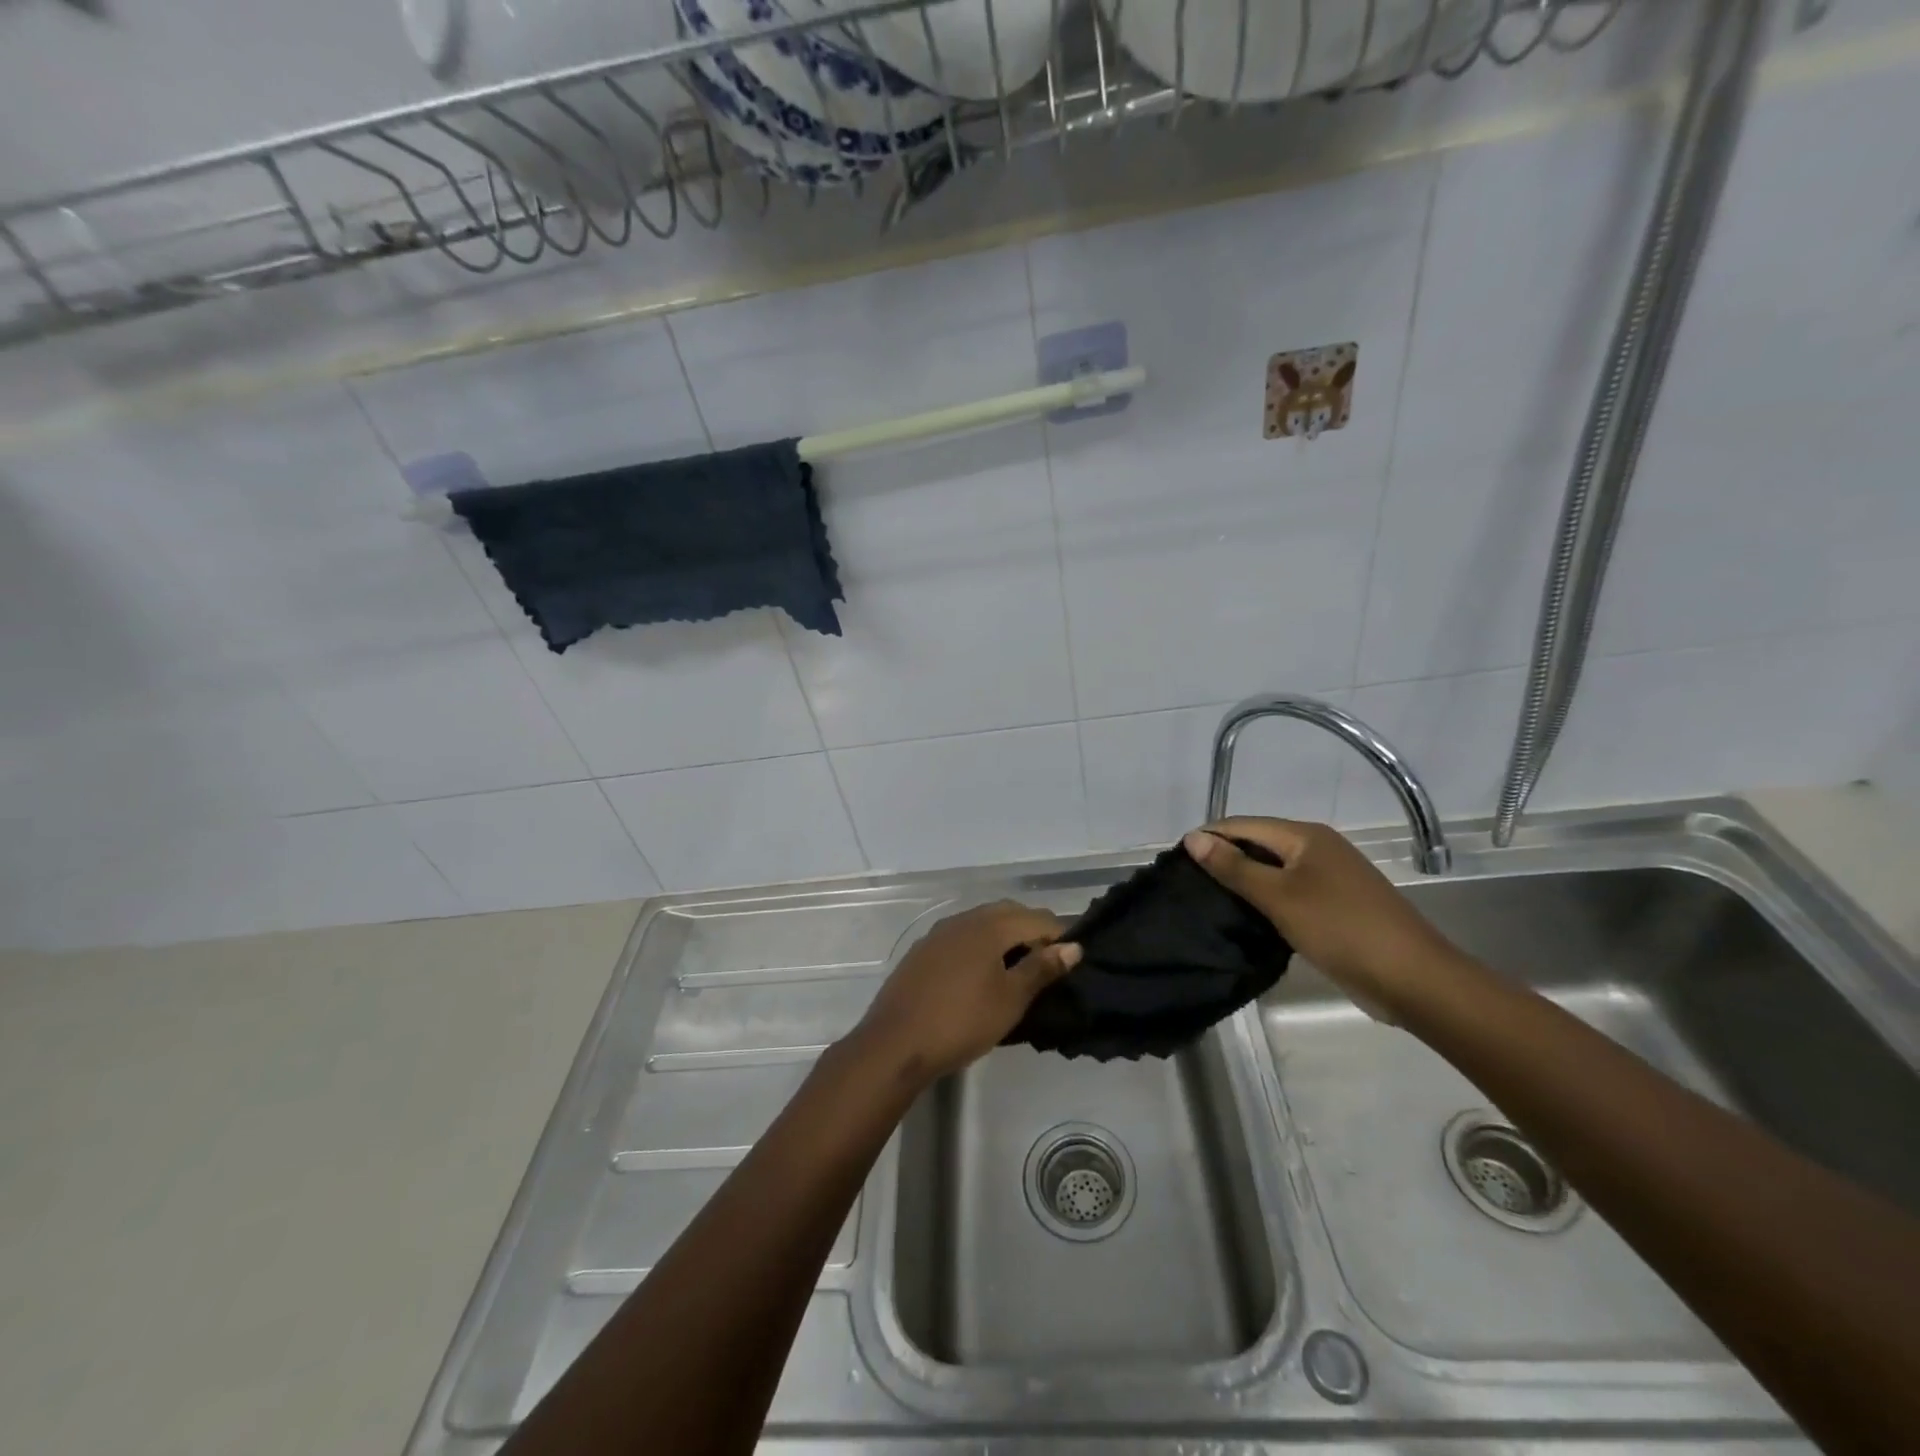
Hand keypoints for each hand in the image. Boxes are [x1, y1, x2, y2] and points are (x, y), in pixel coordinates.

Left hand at [851, 901, 1080, 1083]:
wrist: (895, 1042)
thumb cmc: (962, 1021)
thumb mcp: (1010, 999)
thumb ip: (1041, 968)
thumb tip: (1073, 947)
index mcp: (989, 925)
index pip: (1036, 917)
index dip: (1060, 935)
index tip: (1073, 961)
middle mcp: (964, 919)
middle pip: (1009, 913)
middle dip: (1032, 931)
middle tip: (1048, 964)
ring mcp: (939, 933)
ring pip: (983, 923)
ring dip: (1005, 937)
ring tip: (1018, 970)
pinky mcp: (923, 951)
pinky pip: (962, 937)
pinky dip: (980, 946)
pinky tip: (982, 973)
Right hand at [1183, 818, 1464, 1023]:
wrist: (1413, 978)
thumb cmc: (1340, 928)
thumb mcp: (1279, 896)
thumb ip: (1234, 867)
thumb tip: (1193, 837)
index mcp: (1306, 836)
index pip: (1244, 824)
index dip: (1210, 837)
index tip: (1175, 860)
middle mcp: (1318, 848)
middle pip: (1259, 844)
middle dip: (1224, 858)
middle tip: (1187, 883)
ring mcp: (1330, 878)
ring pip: (1274, 871)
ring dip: (1244, 882)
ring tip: (1207, 900)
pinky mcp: (1335, 906)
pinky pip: (1289, 892)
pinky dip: (1266, 901)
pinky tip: (1245, 918)